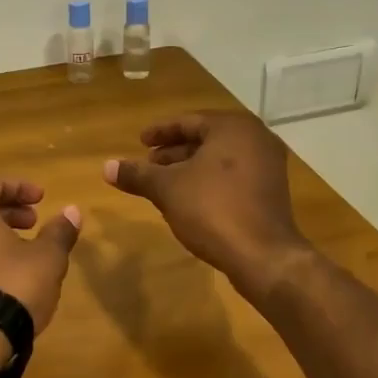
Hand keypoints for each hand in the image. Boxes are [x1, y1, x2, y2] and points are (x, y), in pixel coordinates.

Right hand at [104, 111, 309, 289]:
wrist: (263, 256)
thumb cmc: (213, 210)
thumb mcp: (167, 189)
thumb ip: (137, 174)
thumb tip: (106, 167)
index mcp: (232, 127)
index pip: (187, 121)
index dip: (159, 132)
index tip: (140, 141)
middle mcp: (255, 138)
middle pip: (205, 138)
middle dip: (174, 151)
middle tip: (148, 164)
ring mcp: (268, 165)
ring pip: (219, 158)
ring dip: (190, 167)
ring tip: (163, 183)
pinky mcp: (271, 191)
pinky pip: (233, 175)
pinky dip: (209, 180)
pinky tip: (189, 199)